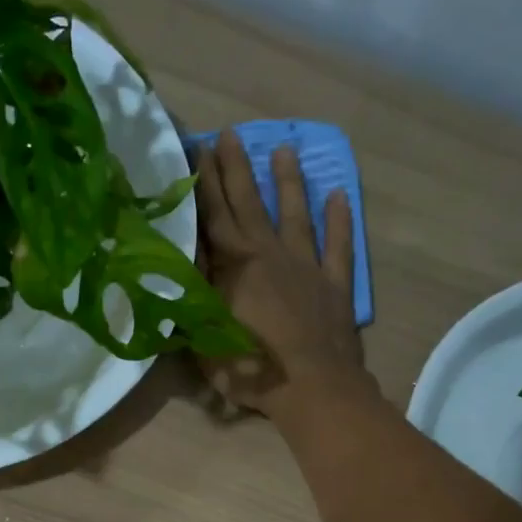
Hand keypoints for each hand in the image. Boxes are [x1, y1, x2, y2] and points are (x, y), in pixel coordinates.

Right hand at [194, 129, 369, 419]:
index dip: (204, 184)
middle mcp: (269, 255)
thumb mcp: (206, 339)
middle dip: (237, 169)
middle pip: (250, 204)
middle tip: (230, 134)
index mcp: (235, 268)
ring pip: (295, 215)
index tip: (198, 149)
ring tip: (284, 150)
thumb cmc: (251, 370)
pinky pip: (338, 245)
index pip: (214, 217)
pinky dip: (340, 220)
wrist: (312, 387)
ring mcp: (306, 266)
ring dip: (288, 182)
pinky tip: (339, 195)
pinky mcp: (334, 284)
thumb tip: (181, 271)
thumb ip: (193, 301)